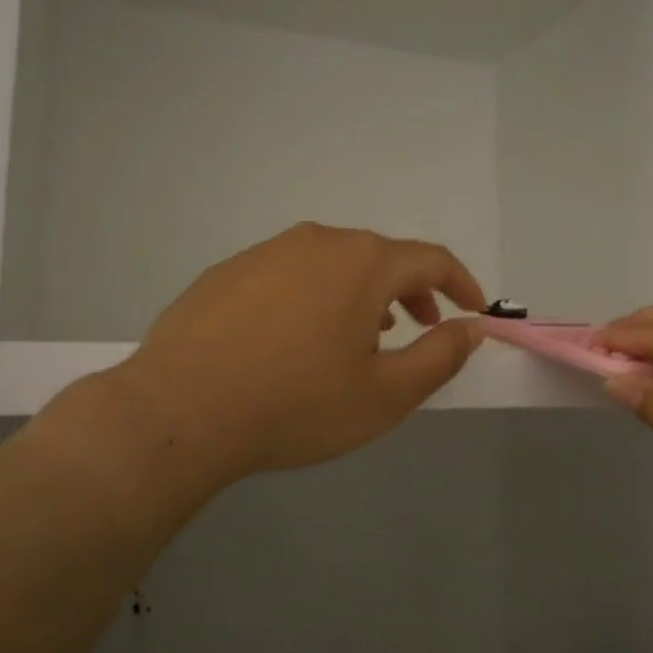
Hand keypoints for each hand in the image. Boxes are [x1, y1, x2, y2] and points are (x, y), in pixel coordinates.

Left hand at [65, 224, 486, 485]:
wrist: (179, 411)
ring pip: (333, 263)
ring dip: (361, 293)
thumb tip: (470, 328)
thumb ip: (439, 357)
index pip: (431, 259)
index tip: (472, 311)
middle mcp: (317, 241)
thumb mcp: (385, 395)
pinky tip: (296, 338)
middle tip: (418, 329)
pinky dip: (314, 296)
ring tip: (360, 337)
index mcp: (363, 263)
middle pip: (381, 256)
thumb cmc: (296, 405)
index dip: (461, 284)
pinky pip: (290, 274)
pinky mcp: (228, 271)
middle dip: (411, 291)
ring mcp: (267, 251)